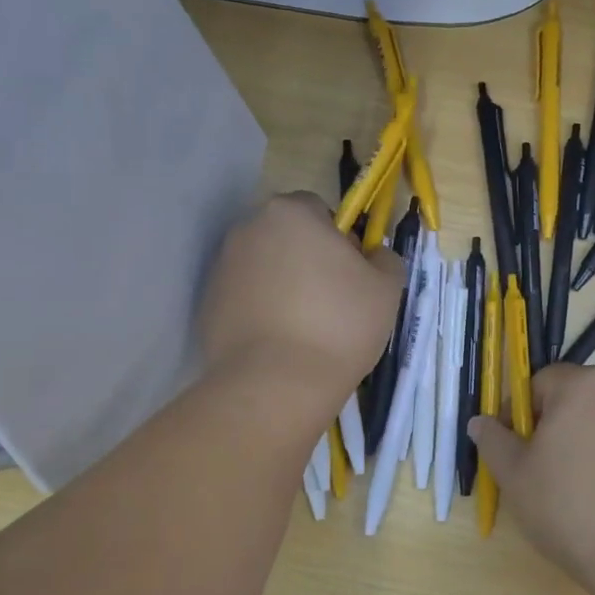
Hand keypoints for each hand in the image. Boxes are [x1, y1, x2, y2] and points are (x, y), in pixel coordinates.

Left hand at [198, 193, 403, 407]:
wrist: (276, 384)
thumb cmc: (339, 325)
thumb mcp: (387, 288)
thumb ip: (385, 258)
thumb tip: (372, 254)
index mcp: (290, 213)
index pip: (319, 210)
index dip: (340, 239)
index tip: (352, 275)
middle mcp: (248, 229)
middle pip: (287, 236)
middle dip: (307, 259)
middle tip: (332, 301)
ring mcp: (222, 267)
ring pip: (265, 267)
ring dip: (283, 284)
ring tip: (305, 327)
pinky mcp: (208, 304)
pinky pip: (245, 298)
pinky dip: (261, 311)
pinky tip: (279, 342)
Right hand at [470, 363, 594, 588]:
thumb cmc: (567, 506)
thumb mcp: (513, 474)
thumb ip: (493, 440)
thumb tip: (480, 422)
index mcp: (581, 385)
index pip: (538, 384)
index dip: (518, 415)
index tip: (512, 451)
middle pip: (572, 399)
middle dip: (551, 427)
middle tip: (538, 470)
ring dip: (581, 442)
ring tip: (572, 487)